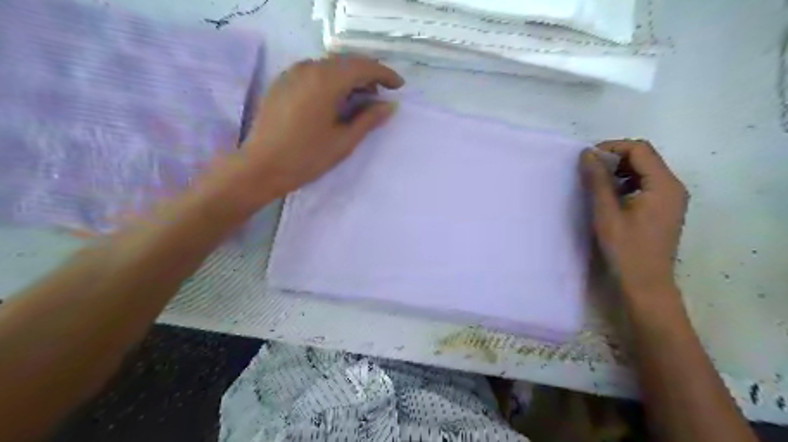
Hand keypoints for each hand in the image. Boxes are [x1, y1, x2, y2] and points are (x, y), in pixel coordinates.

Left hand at [225, 54, 402, 205]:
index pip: (363, 66)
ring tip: (361, 97)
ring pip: (329, 65)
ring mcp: (292, 73)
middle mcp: (309, 68)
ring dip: (349, 76)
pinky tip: (335, 98)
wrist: (261, 167)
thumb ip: (369, 119)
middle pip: (346, 62)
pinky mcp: (282, 82)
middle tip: (381, 92)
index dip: (384, 74)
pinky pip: (313, 72)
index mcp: (327, 80)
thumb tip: (390, 105)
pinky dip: (330, 79)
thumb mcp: (344, 140)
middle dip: (368, 74)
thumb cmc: (307, 157)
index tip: (399, 86)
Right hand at [580, 140, 686, 295]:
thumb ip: (598, 181)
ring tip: (597, 184)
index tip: (587, 159)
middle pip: (644, 157)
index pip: (639, 149)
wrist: (646, 283)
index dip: (612, 148)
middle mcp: (673, 186)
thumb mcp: (607, 213)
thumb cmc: (626, 250)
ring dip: (619, 171)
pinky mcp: (664, 208)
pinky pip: (646, 184)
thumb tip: (587, 154)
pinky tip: (611, 198)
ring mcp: (671, 198)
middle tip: (589, 171)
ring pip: (644, 170)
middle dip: (615, 158)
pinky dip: (627, 183)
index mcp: (663, 185)